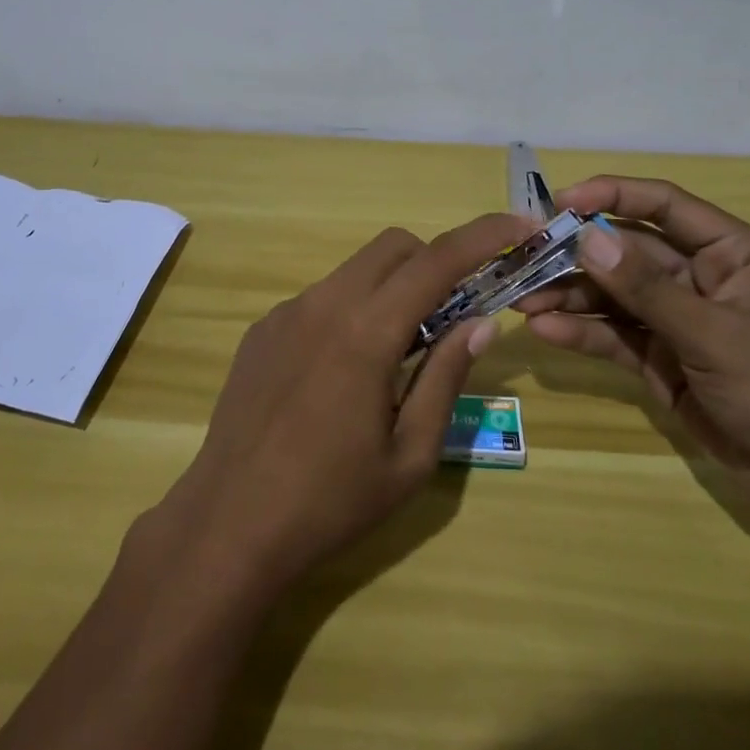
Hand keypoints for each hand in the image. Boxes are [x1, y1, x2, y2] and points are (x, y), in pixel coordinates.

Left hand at [158, 214, 533, 591]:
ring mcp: (286, 312)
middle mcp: (324, 303)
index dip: (484, 235)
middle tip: (452, 313)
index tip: (519, 226)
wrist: (229, 524)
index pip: (437, 260)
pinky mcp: (262, 329)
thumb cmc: (331, 501)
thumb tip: (481, 323)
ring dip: (391, 289)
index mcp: (366, 332)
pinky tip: (342, 373)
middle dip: (434, 262)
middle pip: (393, 247)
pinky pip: (321, 299)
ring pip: (355, 270)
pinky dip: (351, 311)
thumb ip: (447, 377)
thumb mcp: (410, 454)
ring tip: (397, 355)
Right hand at [518, 176, 749, 512]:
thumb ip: (645, 286)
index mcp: (731, 252)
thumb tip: (585, 236)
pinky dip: (584, 332)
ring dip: (572, 296)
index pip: (664, 204)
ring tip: (523, 300)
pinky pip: (618, 336)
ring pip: (616, 295)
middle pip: (628, 251)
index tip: (558, 202)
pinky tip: (546, 331)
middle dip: (577, 254)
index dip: (611, 195)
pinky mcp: (665, 360)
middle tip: (525, 257)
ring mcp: (682, 320)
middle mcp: (703, 277)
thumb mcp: (713, 333)